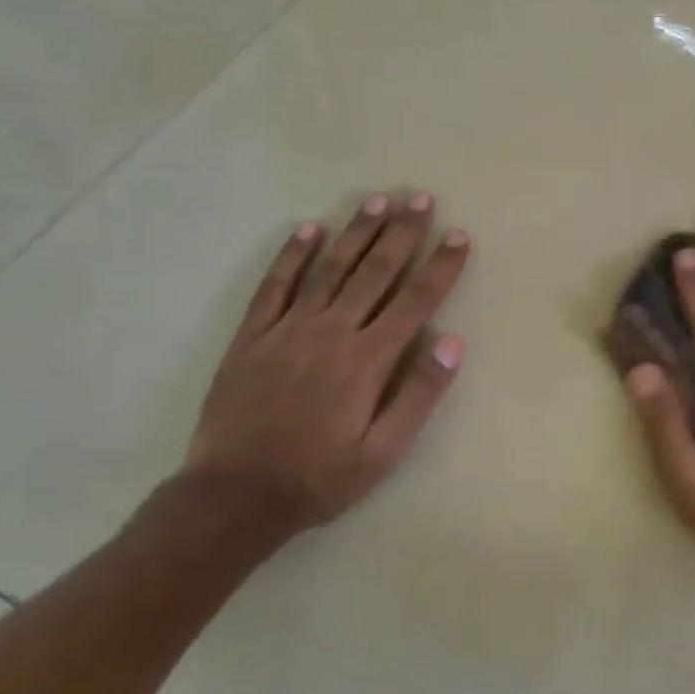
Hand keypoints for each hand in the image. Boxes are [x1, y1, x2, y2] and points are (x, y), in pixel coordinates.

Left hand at [186, 191, 469, 541]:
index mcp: (367, 360)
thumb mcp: (384, 451)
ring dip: (356, 233)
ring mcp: (287, 329)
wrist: (235, 495)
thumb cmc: (320, 478)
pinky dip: (291, 255)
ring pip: (329, 269)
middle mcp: (331, 332)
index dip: (440, 267)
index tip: (459, 236)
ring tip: (377, 202)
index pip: (414, 302)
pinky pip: (274, 285)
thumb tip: (452, 342)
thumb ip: (419, 395)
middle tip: (420, 198)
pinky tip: (308, 229)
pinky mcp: (252, 336)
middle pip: (375, 272)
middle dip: (402, 233)